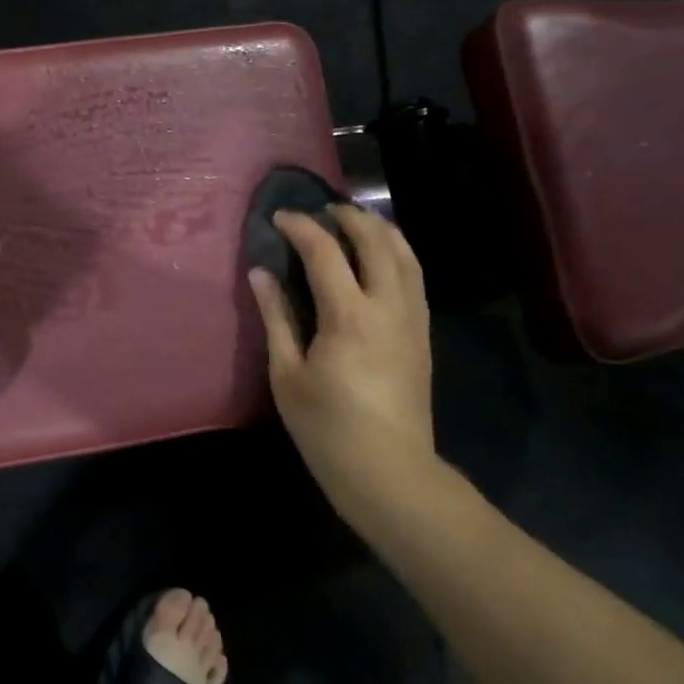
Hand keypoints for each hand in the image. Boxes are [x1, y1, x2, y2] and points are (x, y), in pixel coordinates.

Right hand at [248, 206, 436, 518]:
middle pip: (376, 241)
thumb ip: (276, 317)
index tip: (279, 217)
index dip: (301, 227)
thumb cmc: (327, 427)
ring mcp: (412, 319)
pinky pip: (415, 277)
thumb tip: (260, 272)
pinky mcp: (423, 334)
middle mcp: (387, 307)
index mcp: (348, 316)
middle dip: (348, 216)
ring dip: (379, 229)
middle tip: (321, 211)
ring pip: (405, 254)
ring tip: (354, 222)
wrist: (390, 472)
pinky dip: (398, 253)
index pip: (325, 252)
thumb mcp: (287, 374)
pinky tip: (381, 256)